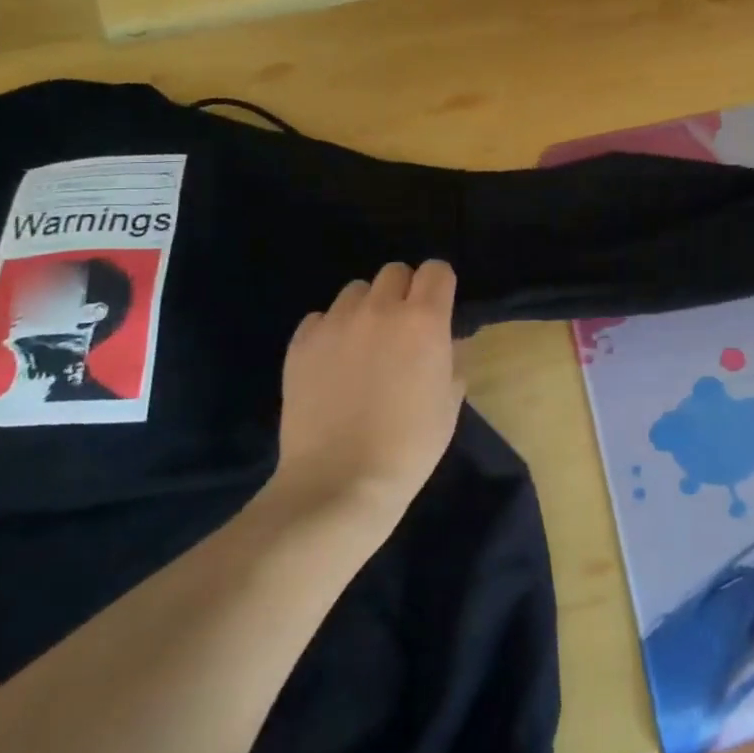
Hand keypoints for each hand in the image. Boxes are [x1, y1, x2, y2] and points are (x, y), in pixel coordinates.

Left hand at [266, 261, 464, 517]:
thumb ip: (453, 360)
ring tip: (364, 344)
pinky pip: (320, 318)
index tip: (439, 308)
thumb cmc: (409, 445)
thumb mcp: (449, 403)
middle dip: (403, 292)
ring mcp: (335, 323)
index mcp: (424, 320)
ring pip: (355, 291)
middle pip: (394, 272)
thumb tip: (448, 342)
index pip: (436, 270)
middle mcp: (380, 310)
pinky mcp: (301, 344)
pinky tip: (333, 363)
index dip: (439, 285)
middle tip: (402, 329)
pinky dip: (331, 331)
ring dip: (366, 308)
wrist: (339, 482)